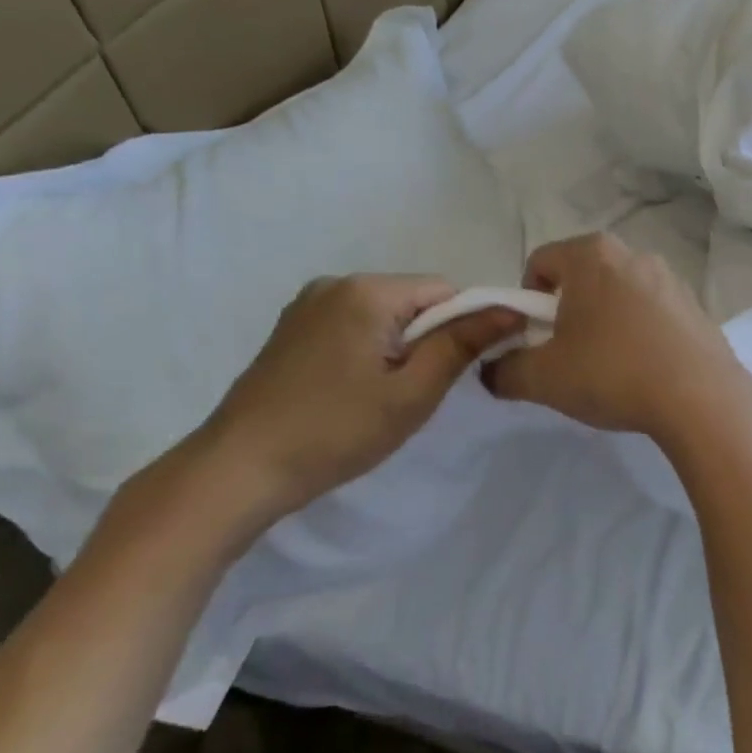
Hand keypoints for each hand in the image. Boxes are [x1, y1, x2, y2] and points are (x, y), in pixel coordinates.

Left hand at [189, 275, 518, 526]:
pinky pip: (355, 327)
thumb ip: (462, 344)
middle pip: (414, 300)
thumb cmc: (336, 431)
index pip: (446, 290)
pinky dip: (372, 352)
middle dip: (432, 340)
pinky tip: (358, 392)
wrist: (240, 469)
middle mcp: (336, 283)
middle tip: (422, 393)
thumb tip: (511, 310)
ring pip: (385, 316)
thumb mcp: (412, 392)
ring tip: (388, 397)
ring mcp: (308, 305)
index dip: (467, 326)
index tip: (465, 372)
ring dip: (402, 349)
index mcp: (367, 291)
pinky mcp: (293, 330)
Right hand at [484, 233, 751, 445]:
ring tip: (611, 367)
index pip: (540, 262)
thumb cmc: (613, 373)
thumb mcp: (543, 378)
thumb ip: (505, 371)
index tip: (535, 339)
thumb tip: (492, 371)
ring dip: (606, 322)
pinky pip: (654, 314)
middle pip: (583, 276)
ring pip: (621, 295)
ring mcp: (672, 280)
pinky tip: (646, 370)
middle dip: (568, 311)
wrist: (700, 398)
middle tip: (568, 354)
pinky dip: (641, 334)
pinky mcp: (698, 308)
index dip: (526, 301)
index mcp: (592, 255)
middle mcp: (635, 255)